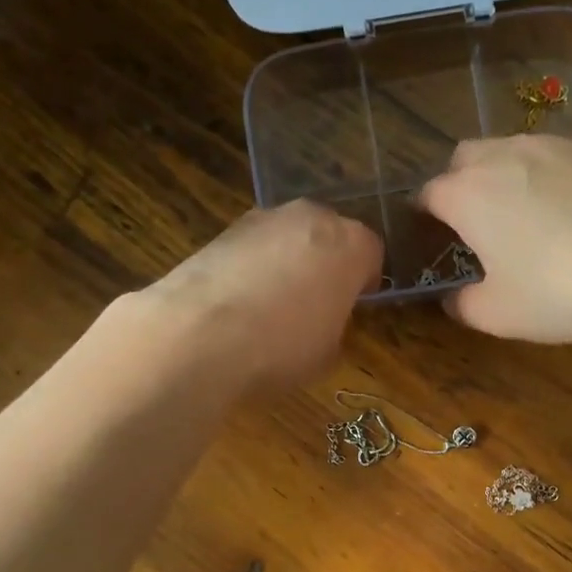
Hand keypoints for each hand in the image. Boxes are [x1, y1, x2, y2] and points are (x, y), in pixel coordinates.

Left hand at [141, 200, 382, 391]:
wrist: (199, 335)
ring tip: (273, 306)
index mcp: (350, 244)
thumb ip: (336, 324)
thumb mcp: (328, 353)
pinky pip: (254, 248)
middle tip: (317, 303)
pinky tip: (241, 302)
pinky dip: (254, 267)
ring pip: (290, 237)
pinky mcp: (223, 229)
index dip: (365, 281)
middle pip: (330, 235)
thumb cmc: (281, 347)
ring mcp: (264, 218)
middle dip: (327, 263)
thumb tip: (323, 318)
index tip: (355, 305)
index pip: (372, 252)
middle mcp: (311, 218)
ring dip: (289, 262)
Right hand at [418, 136, 571, 345]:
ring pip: (517, 148)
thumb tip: (454, 298)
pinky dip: (559, 175)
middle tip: (478, 223)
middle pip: (466, 157)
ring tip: (532, 213)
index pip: (429, 194)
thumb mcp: (497, 315)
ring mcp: (558, 144)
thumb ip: (463, 304)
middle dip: (462, 183)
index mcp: (468, 194)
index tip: (432, 236)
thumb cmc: (558, 292)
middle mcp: (506, 155)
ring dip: (510, 174)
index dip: (426, 216)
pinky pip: (565, 155)